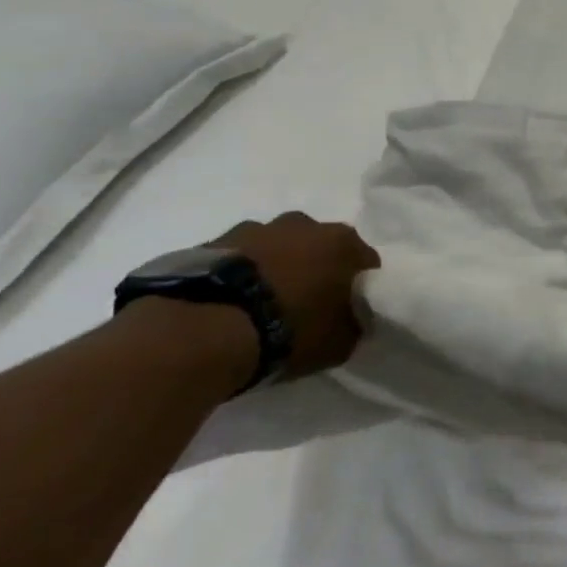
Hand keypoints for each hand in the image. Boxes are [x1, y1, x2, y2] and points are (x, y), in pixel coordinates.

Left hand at [216, 213, 380, 377]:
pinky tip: (231, 305)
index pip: (365, 262)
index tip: (349, 310)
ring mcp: (253, 229)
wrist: (202, 330)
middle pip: (319, 247)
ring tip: (261, 307)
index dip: (359, 286)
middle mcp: (303, 224)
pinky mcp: (209, 243)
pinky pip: (237, 259)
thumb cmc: (288, 331)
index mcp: (341, 241)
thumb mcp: (339, 342)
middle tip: (305, 306)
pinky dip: (239, 275)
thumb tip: (354, 319)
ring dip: (275, 268)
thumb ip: (355, 324)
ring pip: (275, 248)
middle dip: (316, 270)